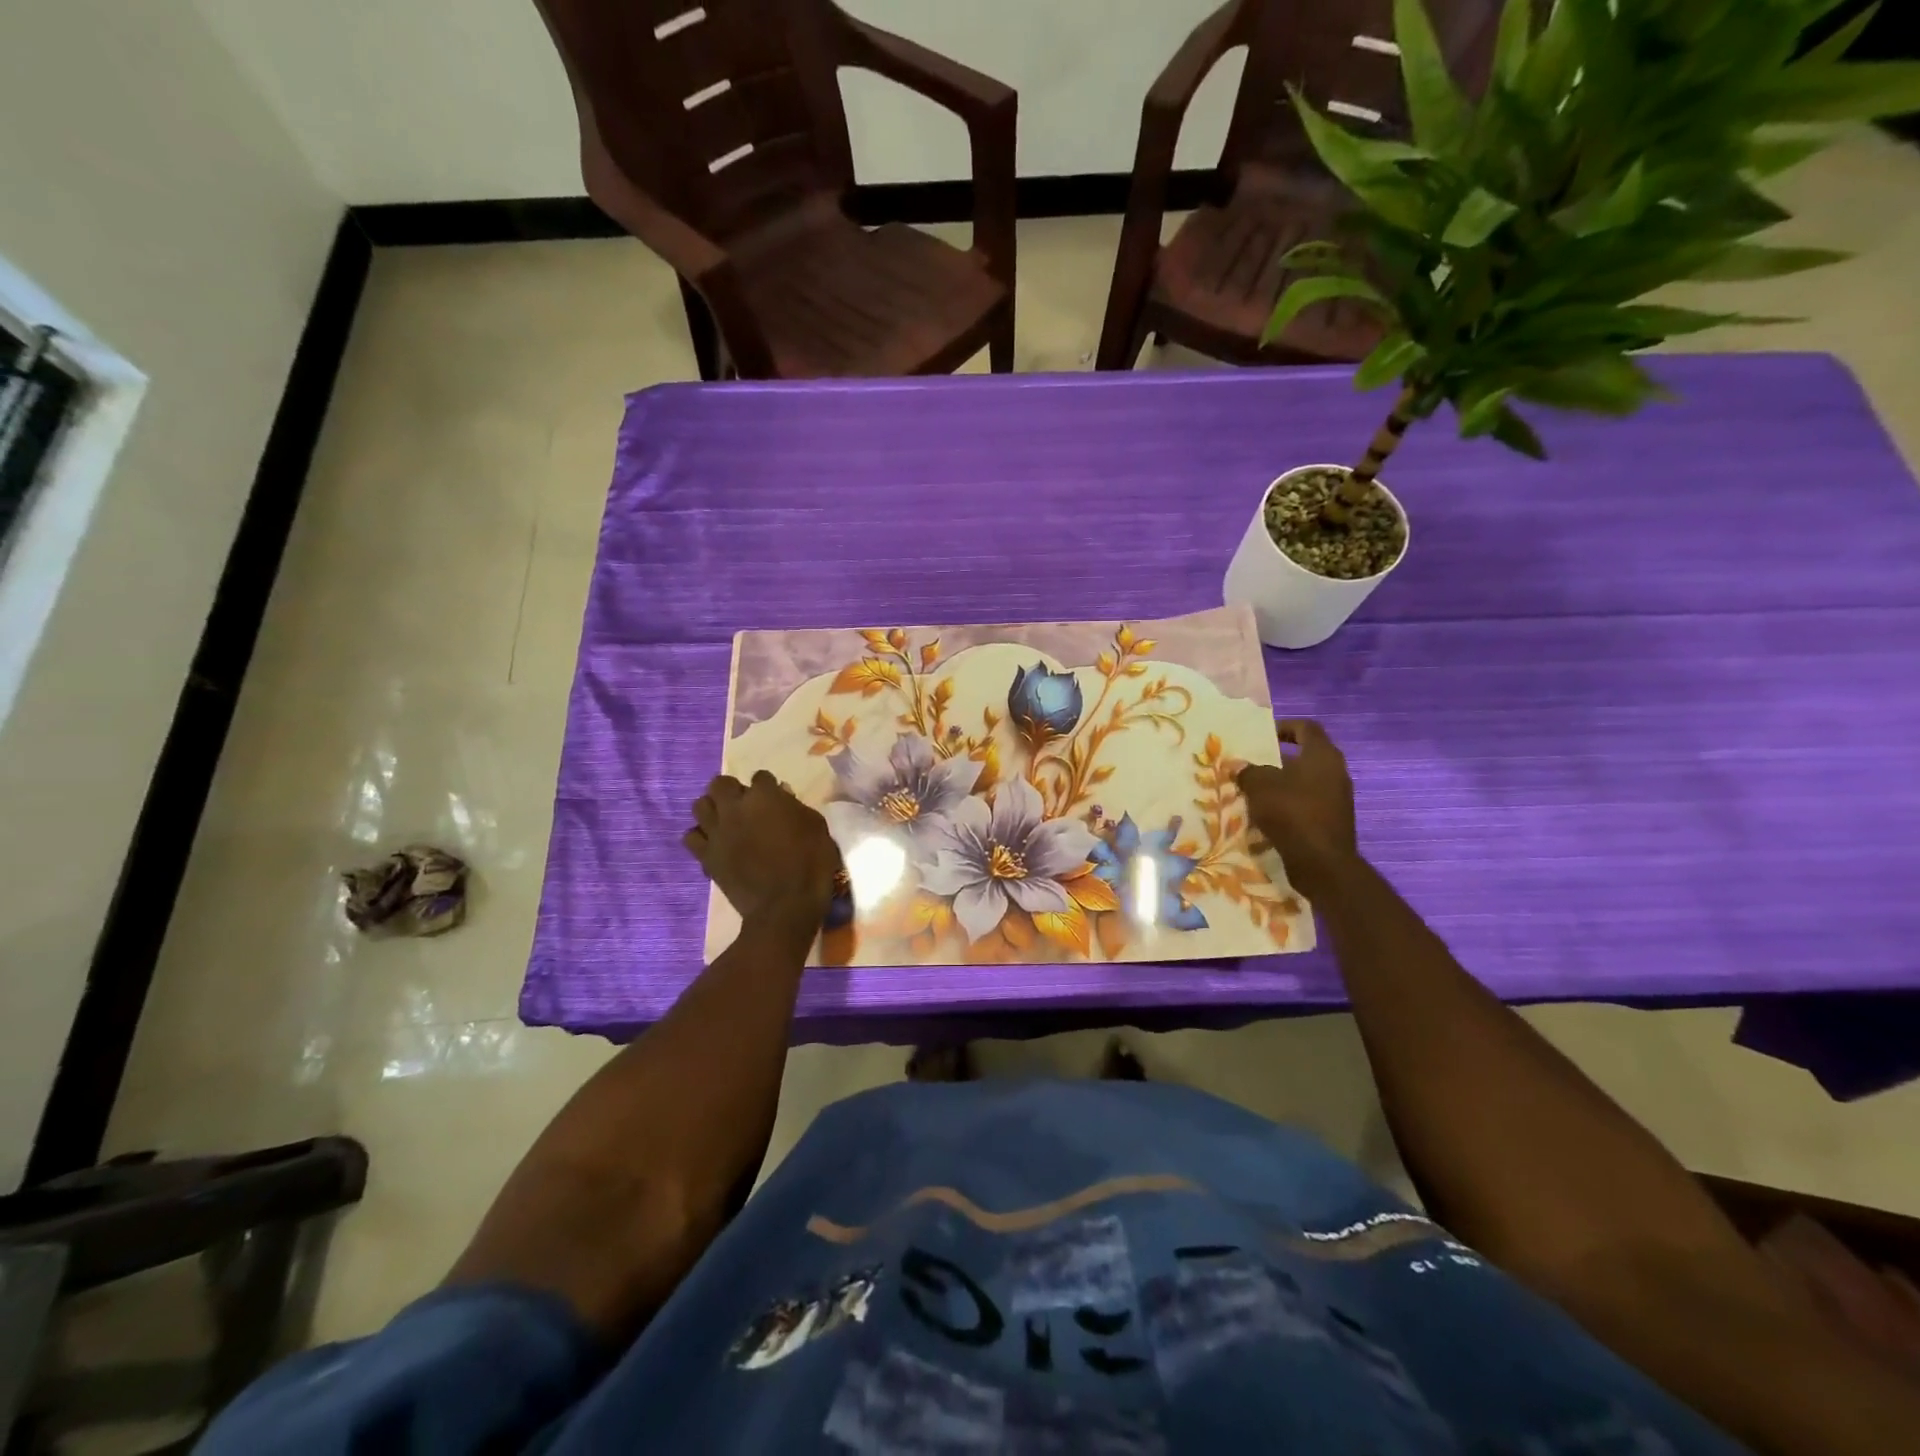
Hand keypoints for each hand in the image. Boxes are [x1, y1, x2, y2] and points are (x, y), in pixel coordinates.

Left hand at [683, 772, 839, 927]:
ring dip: (713, 809)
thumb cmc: (810, 865)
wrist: (785, 906)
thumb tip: (782, 798)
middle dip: (732, 790)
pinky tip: (715, 843)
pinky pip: (690, 836)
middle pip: (720, 783)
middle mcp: (735, 808)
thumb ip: (796, 807)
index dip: (768, 786)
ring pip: (699, 805)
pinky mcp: (706, 856)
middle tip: (745, 805)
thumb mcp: (817, 828)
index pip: (760, 777)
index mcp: (765, 797)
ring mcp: (716, 832)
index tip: (776, 798)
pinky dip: (701, 836)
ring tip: (726, 821)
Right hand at [1236, 719, 1358, 900]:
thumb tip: (1239, 766)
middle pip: (1305, 756)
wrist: (1321, 862)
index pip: (1306, 728)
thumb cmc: (1291, 812)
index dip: (1283, 727)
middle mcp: (1335, 772)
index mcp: (1322, 755)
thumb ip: (1248, 771)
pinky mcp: (1332, 821)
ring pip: (1305, 782)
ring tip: (1255, 792)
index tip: (1261, 736)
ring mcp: (1337, 798)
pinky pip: (1307, 804)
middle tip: (1252, 765)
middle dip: (1277, 760)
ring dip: (1282, 785)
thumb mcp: (1260, 786)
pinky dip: (1289, 805)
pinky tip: (1267, 815)